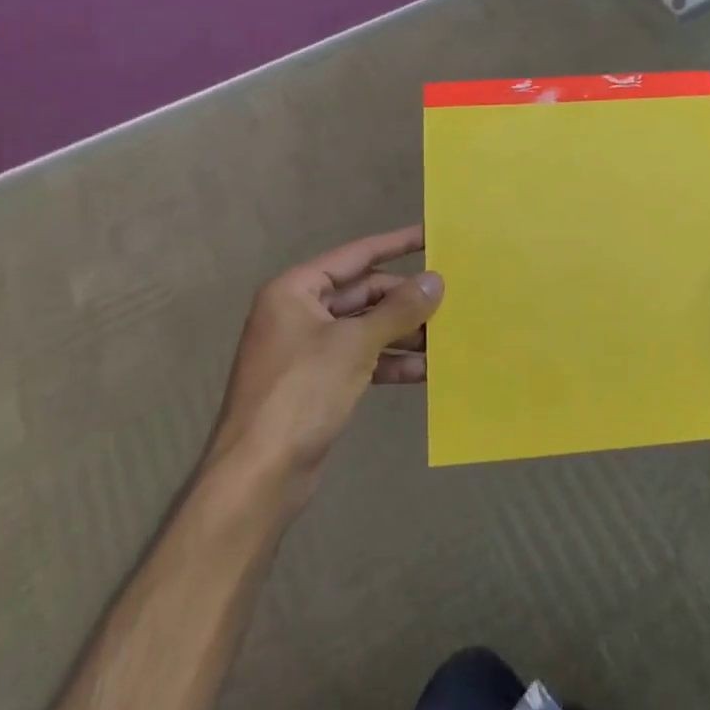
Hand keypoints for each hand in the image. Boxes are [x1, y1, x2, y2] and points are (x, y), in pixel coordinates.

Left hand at [208, 226, 442, 494]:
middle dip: (405, 300)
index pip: (355, 256)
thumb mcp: (355, 344)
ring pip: (366, 328)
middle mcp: (299, 313)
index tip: (432, 235)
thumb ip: (398, 310)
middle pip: (363, 293)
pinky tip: (426, 370)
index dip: (396, 244)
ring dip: (404, 333)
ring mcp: (308, 350)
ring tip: (447, 337)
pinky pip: (362, 359)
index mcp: (296, 291)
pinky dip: (391, 362)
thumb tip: (435, 281)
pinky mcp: (318, 383)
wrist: (259, 474)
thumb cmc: (301, 393)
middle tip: (450, 300)